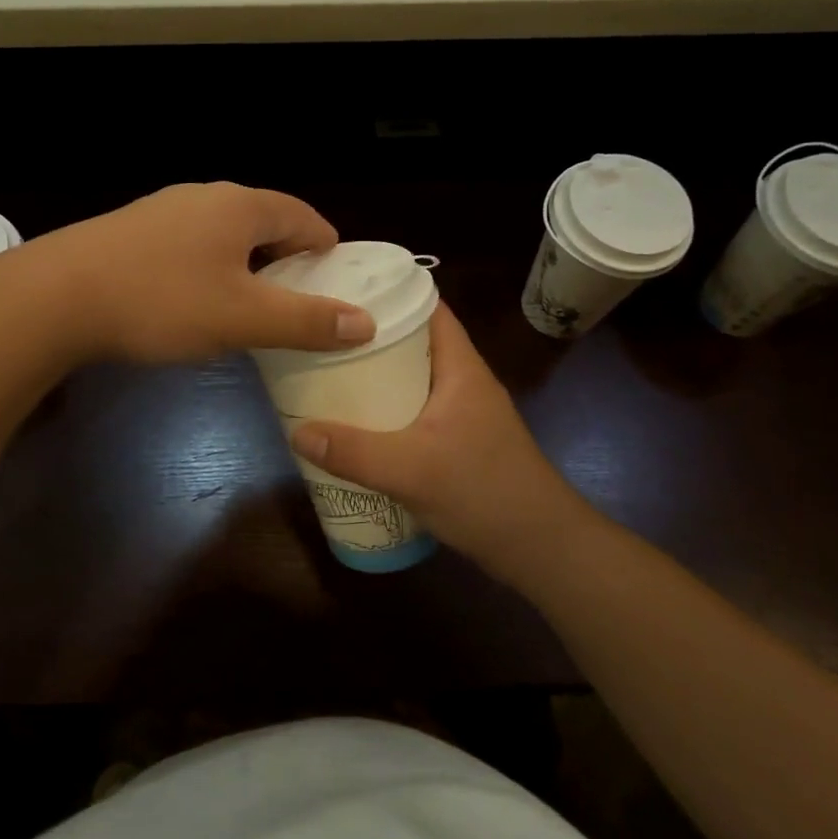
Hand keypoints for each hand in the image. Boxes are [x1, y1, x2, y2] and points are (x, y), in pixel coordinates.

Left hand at [39, 182, 376, 364]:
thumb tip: (364, 322)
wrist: (56, 297)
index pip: (304, 218)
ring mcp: (165, 209)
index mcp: (241, 206)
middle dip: (286, 260)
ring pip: (225, 234)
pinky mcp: (133, 230)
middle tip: (295, 302)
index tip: (335, 283)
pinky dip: (210, 268)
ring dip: (246, 265)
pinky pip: (191, 244)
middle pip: (265, 223)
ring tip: (248, 306)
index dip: (326, 250)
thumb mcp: (243, 318)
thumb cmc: (162, 301)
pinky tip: (194, 300)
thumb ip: (306, 321)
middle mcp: (206, 196)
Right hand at [290, 305, 592, 580]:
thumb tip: (296, 432)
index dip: (391, 294)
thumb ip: (353, 452)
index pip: (429, 309)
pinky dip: (386, 411)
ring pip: (412, 381)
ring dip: (376, 378)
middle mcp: (463, 382)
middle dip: (370, 339)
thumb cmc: (484, 492)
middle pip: (413, 344)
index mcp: (461, 368)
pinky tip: (356, 425)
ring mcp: (462, 414)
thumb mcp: (412, 470)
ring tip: (328, 374)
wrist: (541, 549)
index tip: (344, 289)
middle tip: (321, 336)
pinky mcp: (458, 443)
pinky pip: (414, 412)